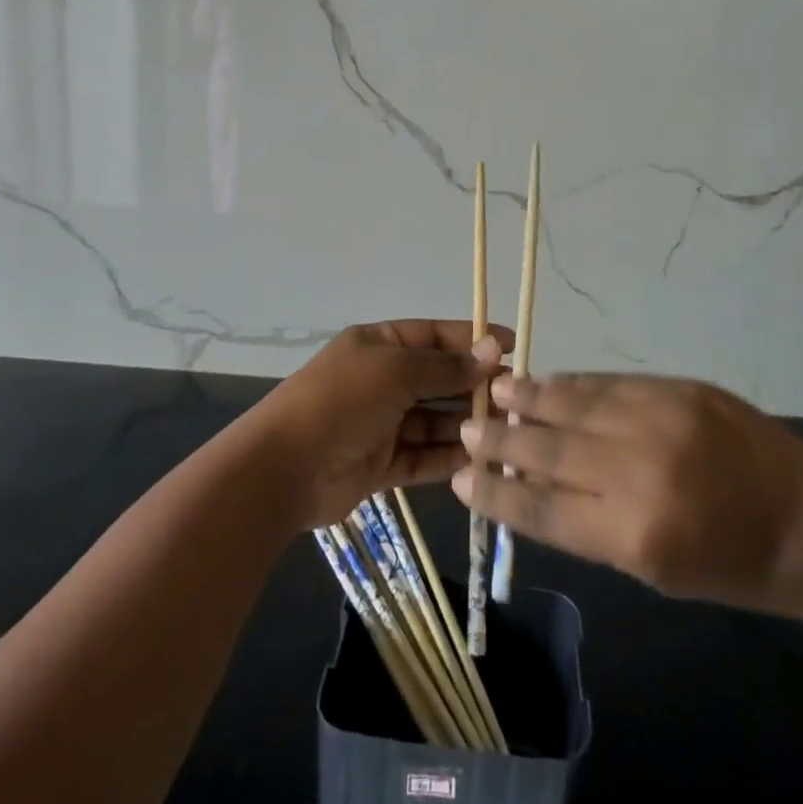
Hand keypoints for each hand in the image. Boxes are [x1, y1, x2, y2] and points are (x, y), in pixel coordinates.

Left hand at [247, 321, 509, 532]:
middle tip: (517, 399)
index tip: (512, 346)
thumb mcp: (395, 371)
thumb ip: (445, 366)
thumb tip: (492, 351)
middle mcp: (381, 380)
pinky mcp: (380, 463)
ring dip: (465, 425)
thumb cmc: (342, 401)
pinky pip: (421, 457)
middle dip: (473, 386)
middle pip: (437, 379)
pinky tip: (479, 462)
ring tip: (506, 433)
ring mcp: (380, 423)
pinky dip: (447, 459)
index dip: (472, 338)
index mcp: (379, 345)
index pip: (434, 336)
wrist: (284, 468)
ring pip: (433, 420)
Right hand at [453, 372, 802, 617]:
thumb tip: (532, 483)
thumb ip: (590, 524)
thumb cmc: (732, 566)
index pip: (542, 508)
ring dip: (530, 398)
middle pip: (548, 449)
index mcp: (634, 534)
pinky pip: (609, 383)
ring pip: (574, 404)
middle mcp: (638, 470)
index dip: (496, 492)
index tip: (461, 478)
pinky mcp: (678, 388)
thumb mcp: (654, 569)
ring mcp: (659, 419)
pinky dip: (574, 384)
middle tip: (465, 429)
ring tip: (496, 391)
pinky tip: (550, 382)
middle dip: (500, 440)